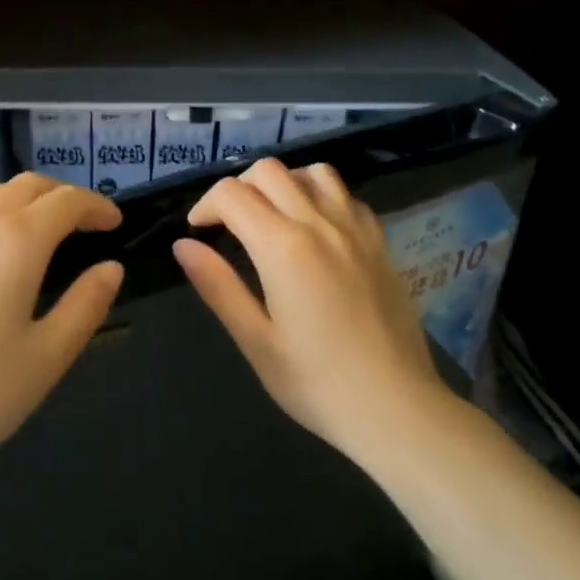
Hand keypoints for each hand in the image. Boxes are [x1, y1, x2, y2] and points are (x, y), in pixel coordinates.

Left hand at [0, 174, 124, 484]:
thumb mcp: (46, 358)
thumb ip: (85, 306)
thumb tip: (111, 268)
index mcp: (17, 242)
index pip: (66, 202)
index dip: (97, 206)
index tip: (116, 224)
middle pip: (28, 186)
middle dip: (63, 197)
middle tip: (85, 225)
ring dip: (22, 197)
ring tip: (38, 227)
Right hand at [173, 158, 451, 460]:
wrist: (396, 407)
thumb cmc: (316, 382)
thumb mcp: (255, 340)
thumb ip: (217, 285)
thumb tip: (183, 245)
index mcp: (282, 246)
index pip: (232, 194)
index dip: (205, 206)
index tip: (198, 233)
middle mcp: (319, 223)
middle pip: (269, 171)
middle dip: (238, 188)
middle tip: (229, 225)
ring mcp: (355, 229)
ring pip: (313, 172)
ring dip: (283, 183)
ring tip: (271, 217)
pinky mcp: (379, 242)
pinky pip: (346, 195)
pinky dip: (320, 196)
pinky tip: (315, 230)